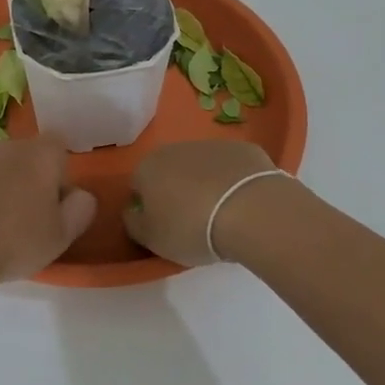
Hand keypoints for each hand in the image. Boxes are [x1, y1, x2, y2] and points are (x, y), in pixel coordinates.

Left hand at [0, 136, 97, 297]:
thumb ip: (80, 208)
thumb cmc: (12, 244)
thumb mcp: (61, 236)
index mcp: (41, 156)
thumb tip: (79, 193)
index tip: (51, 203)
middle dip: (27, 178)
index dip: (58, 172)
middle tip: (22, 217)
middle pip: (26, 155)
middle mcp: (8, 145)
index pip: (59, 146)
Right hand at [124, 140, 286, 264]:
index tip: (164, 227)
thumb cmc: (191, 227)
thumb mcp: (152, 239)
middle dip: (177, 192)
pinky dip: (234, 182)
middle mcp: (176, 147)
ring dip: (206, 185)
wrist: (250, 210)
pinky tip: (244, 204)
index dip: (148, 207)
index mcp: (148, 166)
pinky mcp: (244, 149)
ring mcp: (212, 145)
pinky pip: (232, 168)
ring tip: (221, 216)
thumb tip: (133, 212)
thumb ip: (134, 223)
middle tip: (191, 223)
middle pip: (170, 171)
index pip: (138, 185)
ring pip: (202, 167)